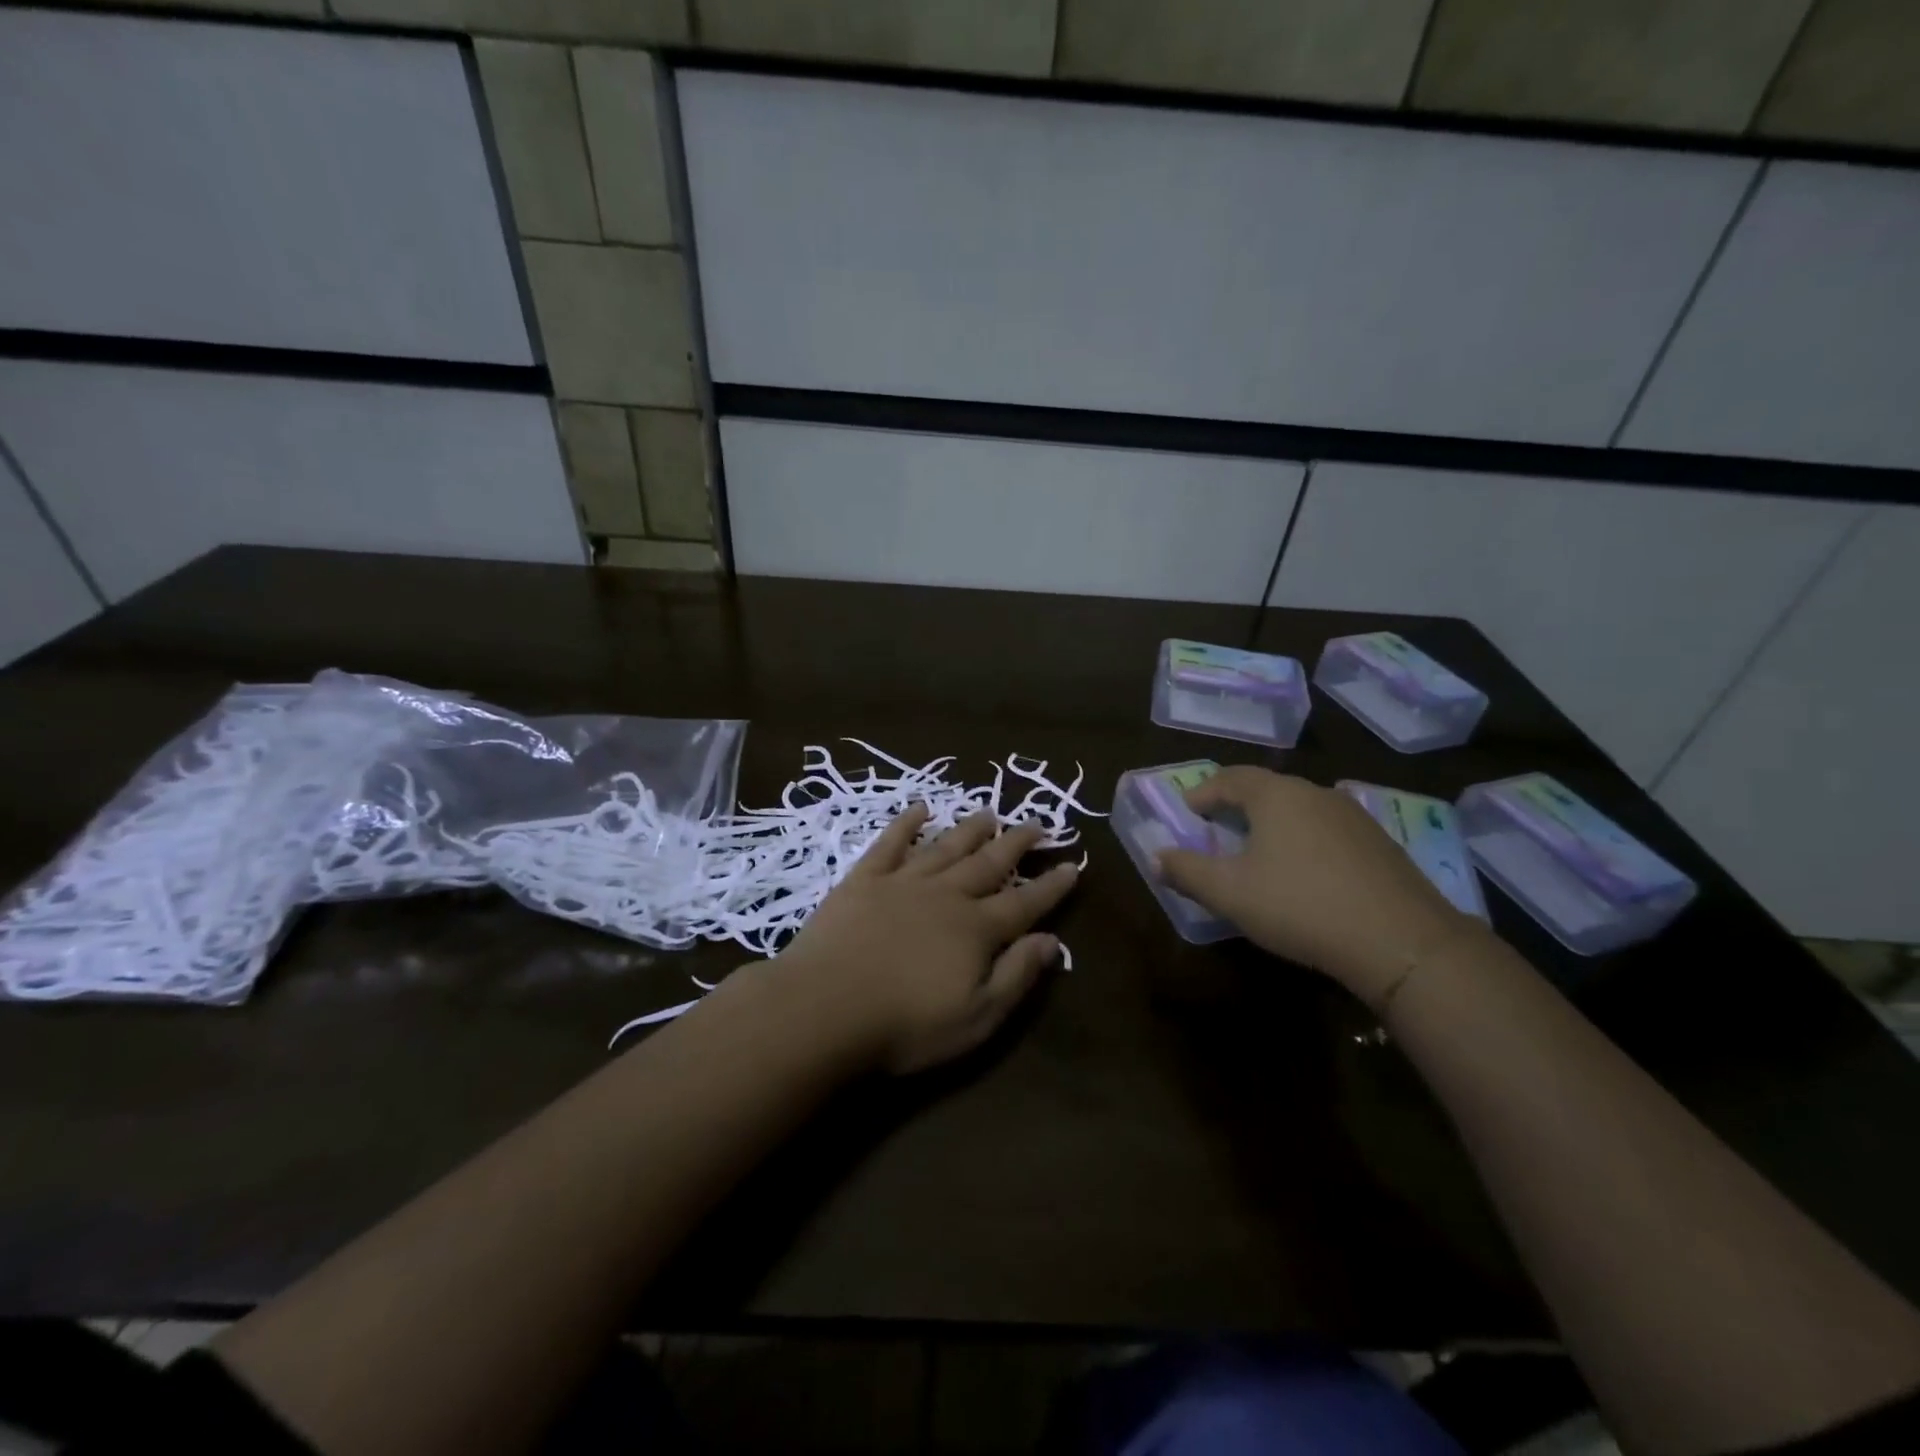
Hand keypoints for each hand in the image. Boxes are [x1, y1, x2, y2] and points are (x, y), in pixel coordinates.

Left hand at [775, 805, 1078, 1074]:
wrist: (823, 1009)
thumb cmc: (905, 1025)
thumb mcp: (977, 1017)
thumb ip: (1016, 976)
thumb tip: (1052, 941)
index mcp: (975, 929)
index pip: (1024, 902)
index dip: (1051, 886)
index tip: (1072, 864)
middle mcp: (945, 895)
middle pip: (989, 864)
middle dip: (1016, 844)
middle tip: (1037, 823)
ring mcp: (902, 882)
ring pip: (946, 847)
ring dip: (970, 830)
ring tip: (990, 813)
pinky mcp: (863, 880)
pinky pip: (890, 844)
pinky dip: (906, 824)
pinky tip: (919, 809)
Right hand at [1154, 767, 1477, 1008]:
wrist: (1402, 941)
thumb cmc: (1300, 905)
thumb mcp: (1229, 893)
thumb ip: (1188, 872)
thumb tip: (1157, 858)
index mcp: (1276, 795)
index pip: (1231, 777)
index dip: (1204, 791)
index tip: (1189, 809)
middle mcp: (1316, 793)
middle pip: (1268, 788)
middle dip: (1238, 804)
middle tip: (1219, 826)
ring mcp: (1354, 817)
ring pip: (1301, 808)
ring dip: (1274, 822)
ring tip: (1260, 849)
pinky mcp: (1381, 844)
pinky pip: (1328, 829)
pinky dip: (1305, 839)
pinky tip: (1306, 871)